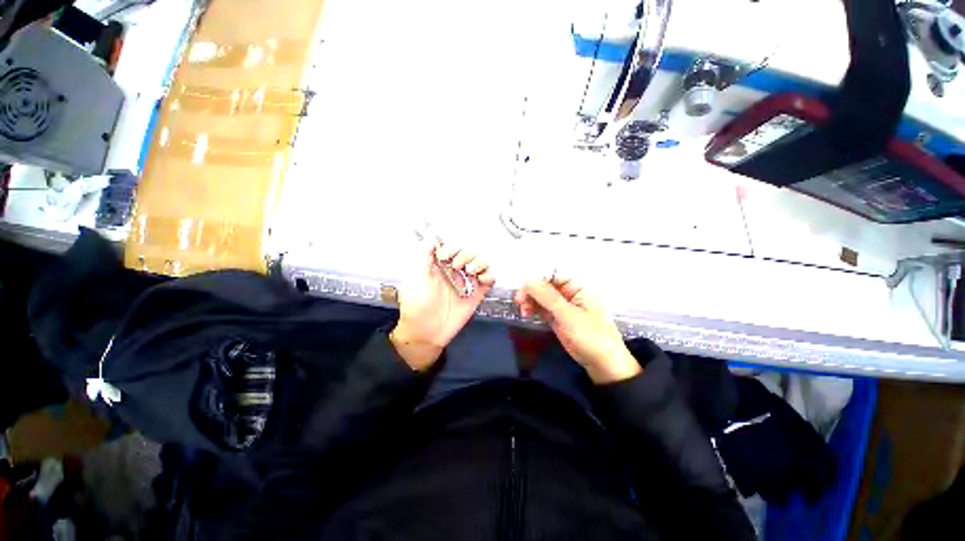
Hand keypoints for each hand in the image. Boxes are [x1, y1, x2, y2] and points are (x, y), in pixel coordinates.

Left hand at [390, 243, 494, 370]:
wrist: (425, 332)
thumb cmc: (417, 303)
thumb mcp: (417, 276)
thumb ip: (425, 255)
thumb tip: (432, 235)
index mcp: (441, 265)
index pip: (452, 247)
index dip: (452, 247)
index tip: (444, 255)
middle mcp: (455, 271)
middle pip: (469, 253)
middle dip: (465, 254)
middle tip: (456, 265)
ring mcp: (467, 283)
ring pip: (481, 263)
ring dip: (479, 262)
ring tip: (470, 271)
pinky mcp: (477, 294)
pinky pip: (489, 280)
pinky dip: (489, 275)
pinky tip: (481, 279)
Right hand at [514, 277, 639, 383]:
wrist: (603, 365)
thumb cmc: (591, 336)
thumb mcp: (568, 315)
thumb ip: (548, 297)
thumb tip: (528, 279)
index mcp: (577, 288)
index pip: (554, 275)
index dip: (537, 279)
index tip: (523, 287)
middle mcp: (569, 294)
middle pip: (545, 285)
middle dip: (531, 291)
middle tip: (519, 301)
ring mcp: (562, 307)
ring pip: (541, 297)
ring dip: (530, 300)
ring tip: (523, 310)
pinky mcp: (557, 319)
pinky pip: (542, 308)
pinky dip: (533, 309)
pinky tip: (526, 313)